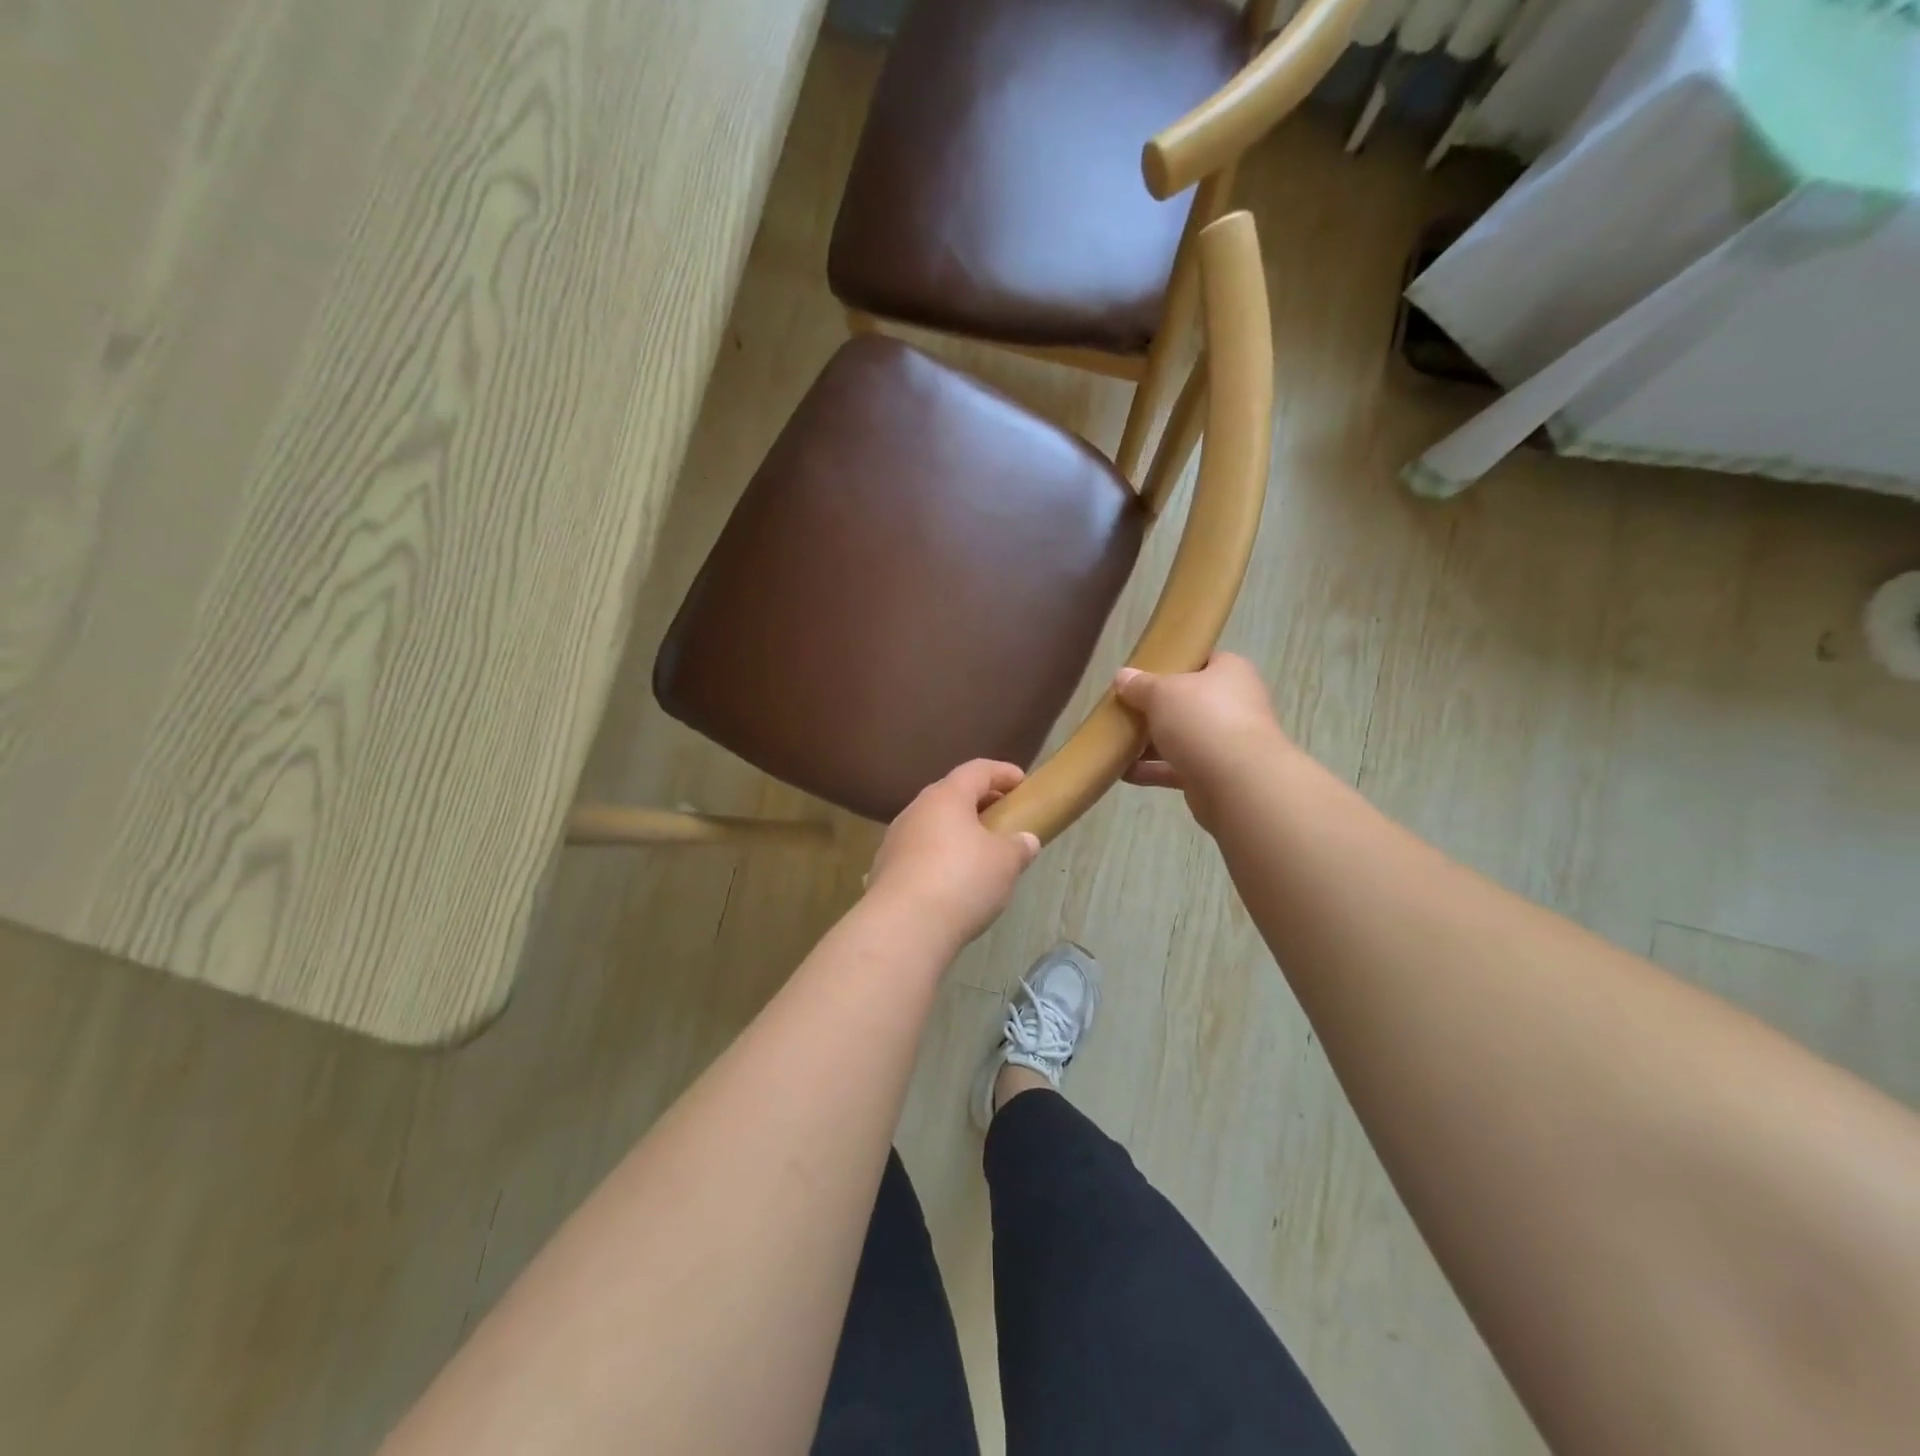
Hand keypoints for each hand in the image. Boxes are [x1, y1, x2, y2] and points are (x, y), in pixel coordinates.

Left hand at [866, 760, 1042, 950]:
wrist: (904, 927)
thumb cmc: (962, 880)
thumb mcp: (1005, 862)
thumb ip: (1019, 846)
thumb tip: (1026, 841)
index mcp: (946, 796)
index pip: (977, 770)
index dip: (1002, 772)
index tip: (1022, 783)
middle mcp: (916, 810)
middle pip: (951, 795)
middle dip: (979, 803)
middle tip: (1002, 817)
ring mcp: (895, 839)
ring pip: (932, 825)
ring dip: (956, 832)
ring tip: (979, 853)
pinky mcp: (884, 869)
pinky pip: (918, 853)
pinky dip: (938, 858)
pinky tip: (952, 881)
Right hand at [1114, 653, 1288, 832]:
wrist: (1237, 783)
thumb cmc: (1202, 720)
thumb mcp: (1162, 692)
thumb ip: (1140, 685)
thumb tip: (1122, 676)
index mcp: (1230, 672)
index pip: (1201, 660)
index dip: (1173, 663)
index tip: (1141, 673)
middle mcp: (1233, 704)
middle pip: (1187, 701)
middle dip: (1154, 708)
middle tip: (1123, 708)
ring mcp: (1225, 742)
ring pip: (1181, 737)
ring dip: (1150, 742)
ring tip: (1116, 742)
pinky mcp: (1214, 775)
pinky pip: (1177, 768)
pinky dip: (1152, 770)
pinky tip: (1123, 772)